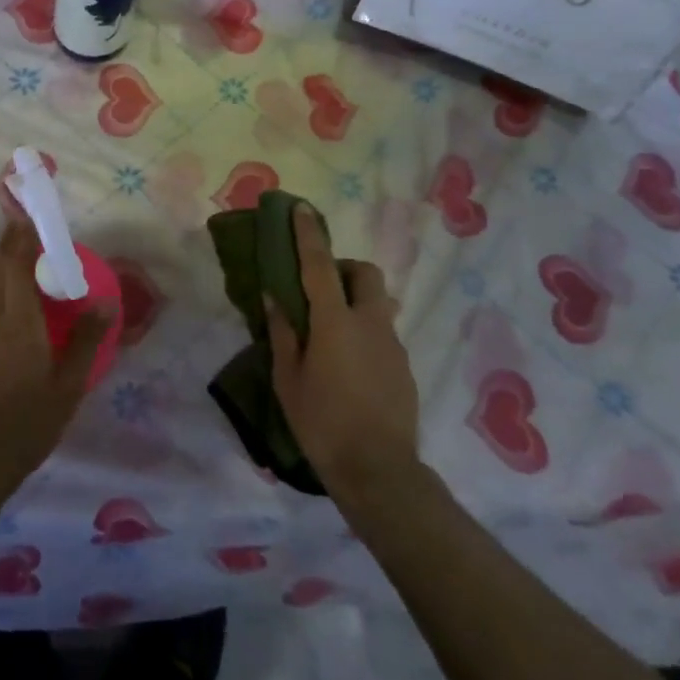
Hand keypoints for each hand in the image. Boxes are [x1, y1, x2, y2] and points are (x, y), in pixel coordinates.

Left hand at [0, 219, 109, 488]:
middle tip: (26, 220)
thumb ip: (86, 341)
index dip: (25, 237)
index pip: (19, 264)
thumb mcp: (69, 386)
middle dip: (12, 239)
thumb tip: (105, 303)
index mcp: (20, 320)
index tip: (34, 216)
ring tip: (7, 235)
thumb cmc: (29, 422)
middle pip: (0, 265)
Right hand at [268, 204, 419, 499]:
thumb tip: (274, 296)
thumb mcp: (287, 378)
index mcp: (335, 322)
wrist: (379, 471)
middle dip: (344, 268)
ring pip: (377, 303)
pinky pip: (383, 332)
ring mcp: (392, 344)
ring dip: (355, 301)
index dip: (309, 234)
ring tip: (331, 333)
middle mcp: (369, 323)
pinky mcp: (404, 366)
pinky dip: (365, 331)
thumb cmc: (322, 423)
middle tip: (320, 289)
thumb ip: (282, 332)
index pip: (320, 265)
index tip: (301, 208)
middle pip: (365, 273)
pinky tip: (349, 365)